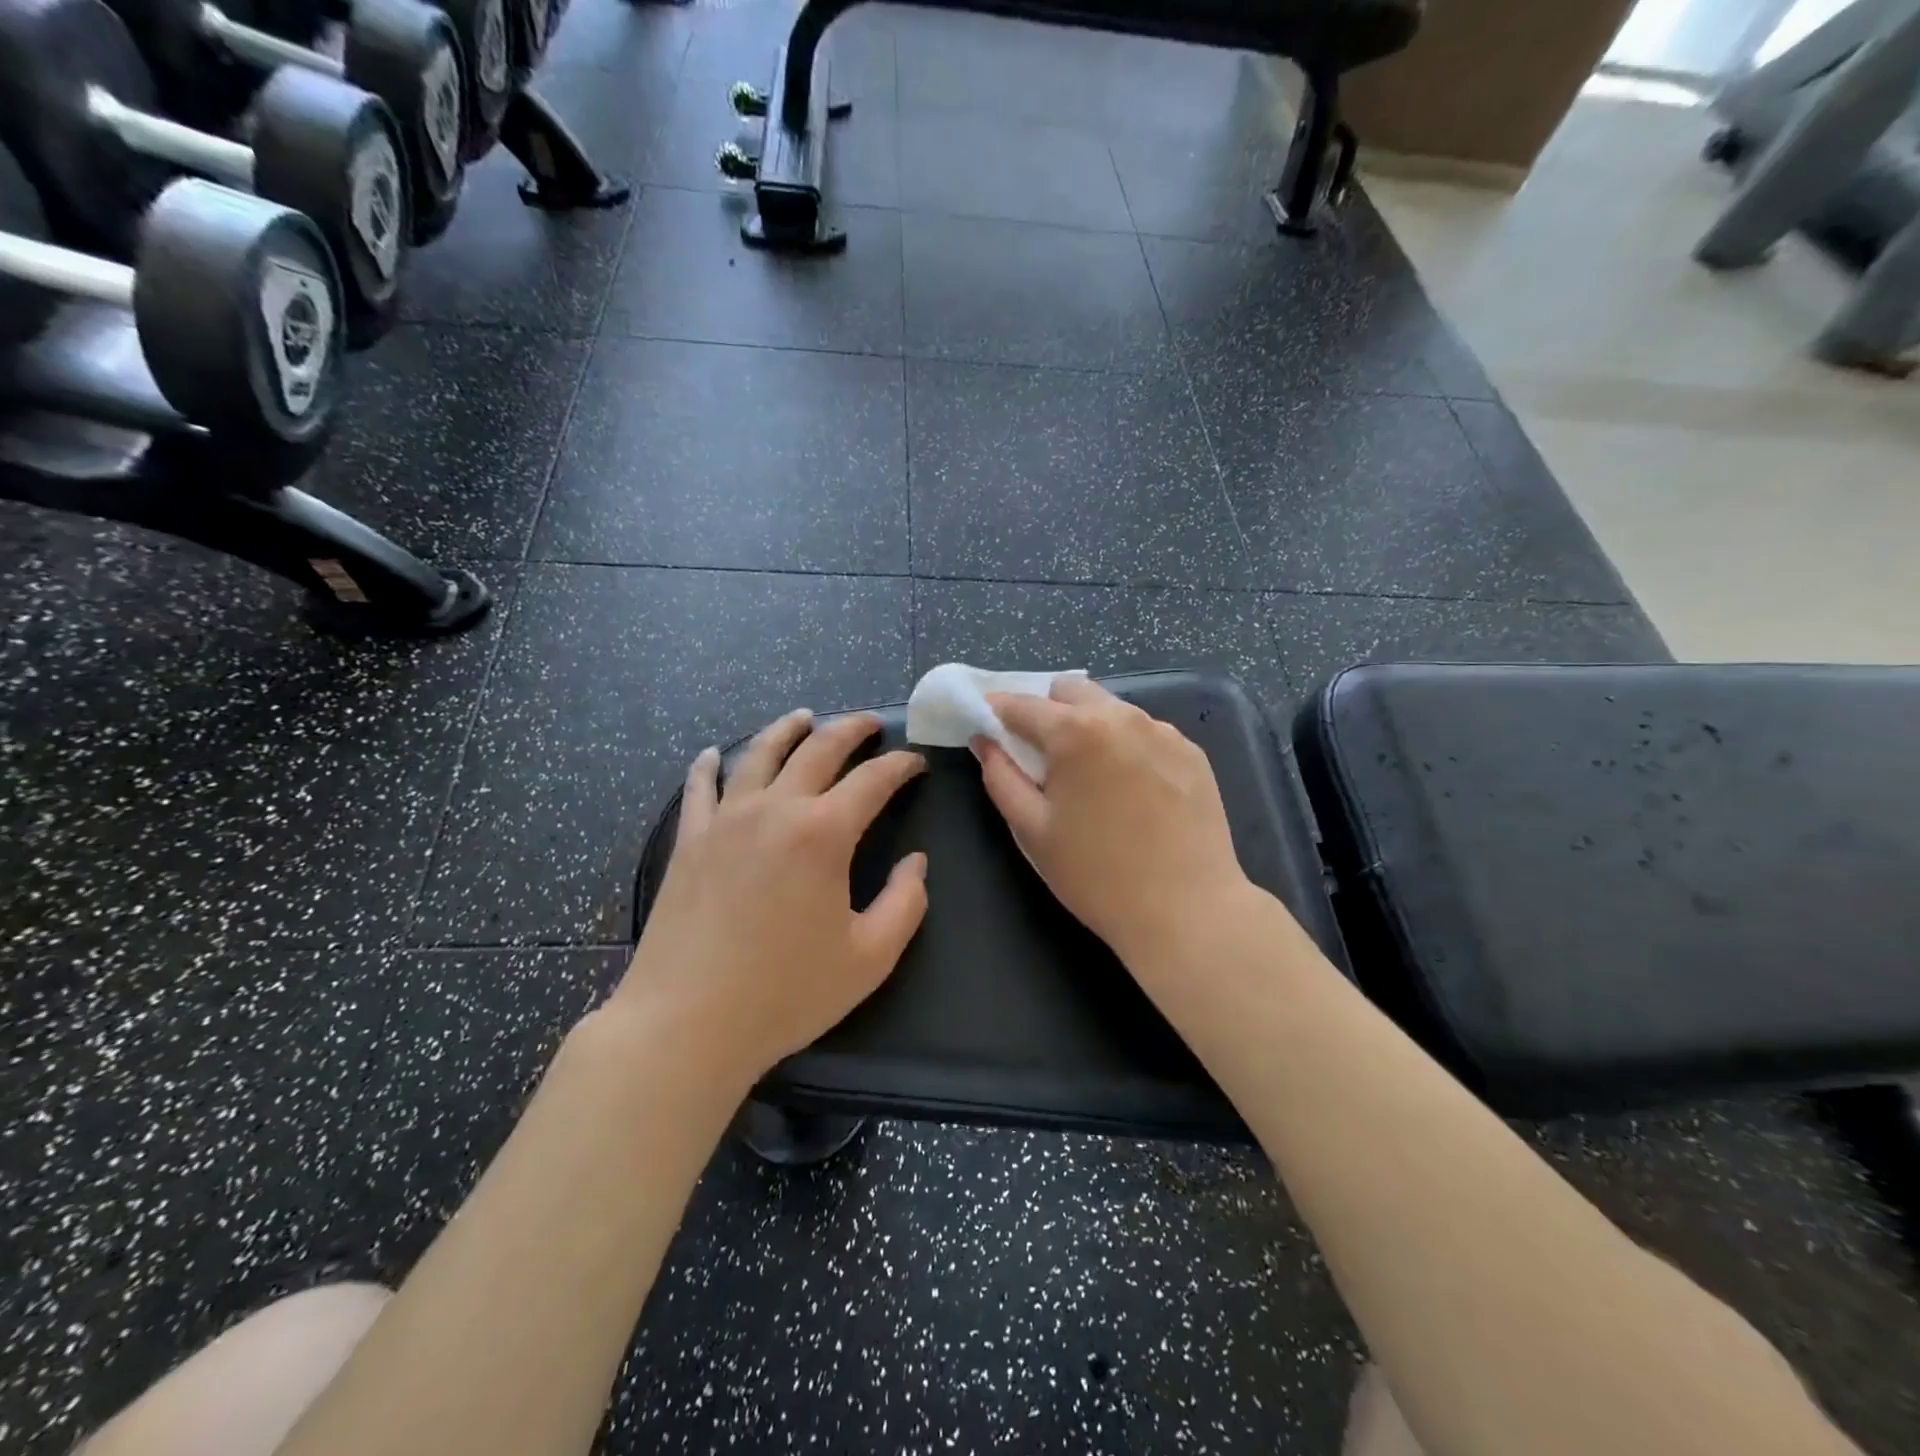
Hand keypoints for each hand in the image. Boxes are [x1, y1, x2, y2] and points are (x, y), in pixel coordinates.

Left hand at [618, 709, 928, 1087]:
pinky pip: (700, 788)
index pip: (873, 780)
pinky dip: (708, 765)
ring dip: (787, 729)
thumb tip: (916, 863)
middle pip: (818, 749)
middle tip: (870, 723)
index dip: (900, 765)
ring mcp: (725, 820)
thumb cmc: (786, 993)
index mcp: (824, 833)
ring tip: (804, 717)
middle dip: (850, 729)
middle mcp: (775, 809)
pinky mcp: (689, 840)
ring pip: (758, 754)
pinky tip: (711, 755)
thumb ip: (906, 903)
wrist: (686, 1023)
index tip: (917, 762)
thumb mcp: (870, 957)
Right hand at [974, 677, 1251, 967]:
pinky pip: (1146, 732)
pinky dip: (1126, 746)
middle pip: (1071, 691)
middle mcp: (1121, 716)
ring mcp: (1163, 731)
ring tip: (1091, 779)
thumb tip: (985, 742)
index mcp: (1075, 732)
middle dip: (1048, 712)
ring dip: (1089, 727)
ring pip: (1111, 708)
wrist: (1187, 910)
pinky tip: (1132, 791)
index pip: (1023, 704)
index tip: (988, 726)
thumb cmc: (1096, 875)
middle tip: (1043, 758)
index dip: (998, 712)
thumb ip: (1001, 777)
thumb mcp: (1032, 830)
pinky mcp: (1192, 752)